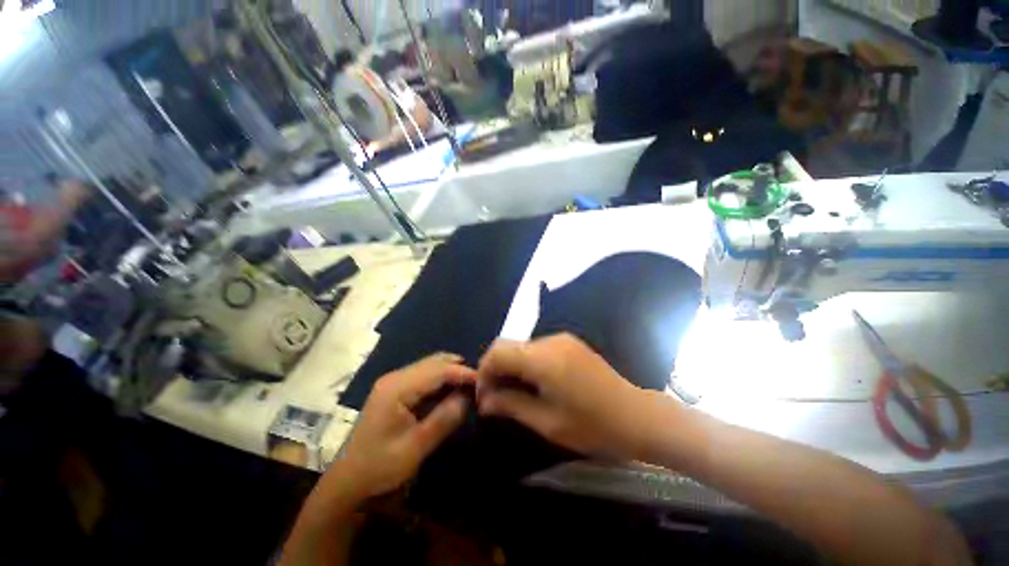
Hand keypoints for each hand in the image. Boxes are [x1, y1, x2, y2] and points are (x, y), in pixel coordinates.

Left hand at [327, 353, 474, 502]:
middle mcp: (395, 378)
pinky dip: (442, 379)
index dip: (463, 373)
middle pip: (434, 362)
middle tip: (479, 382)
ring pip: (430, 366)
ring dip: (451, 372)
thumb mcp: (415, 448)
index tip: (484, 381)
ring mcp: (393, 382)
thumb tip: (468, 397)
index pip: (438, 370)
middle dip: (459, 369)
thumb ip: (444, 419)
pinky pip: (424, 376)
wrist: (347, 483)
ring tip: (470, 386)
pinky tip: (452, 390)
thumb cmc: (379, 468)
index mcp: (397, 389)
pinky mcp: (395, 390)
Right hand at [477, 334, 661, 460]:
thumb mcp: (546, 421)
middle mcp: (549, 340)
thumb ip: (510, 405)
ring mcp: (562, 339)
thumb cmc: (592, 426)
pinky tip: (534, 382)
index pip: (497, 352)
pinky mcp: (570, 342)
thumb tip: (483, 401)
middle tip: (495, 396)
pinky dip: (527, 362)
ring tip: (514, 391)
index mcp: (543, 358)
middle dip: (495, 368)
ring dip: (511, 365)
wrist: (635, 416)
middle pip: (507, 345)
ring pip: (521, 346)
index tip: (483, 396)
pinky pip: (537, 348)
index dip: (484, 372)